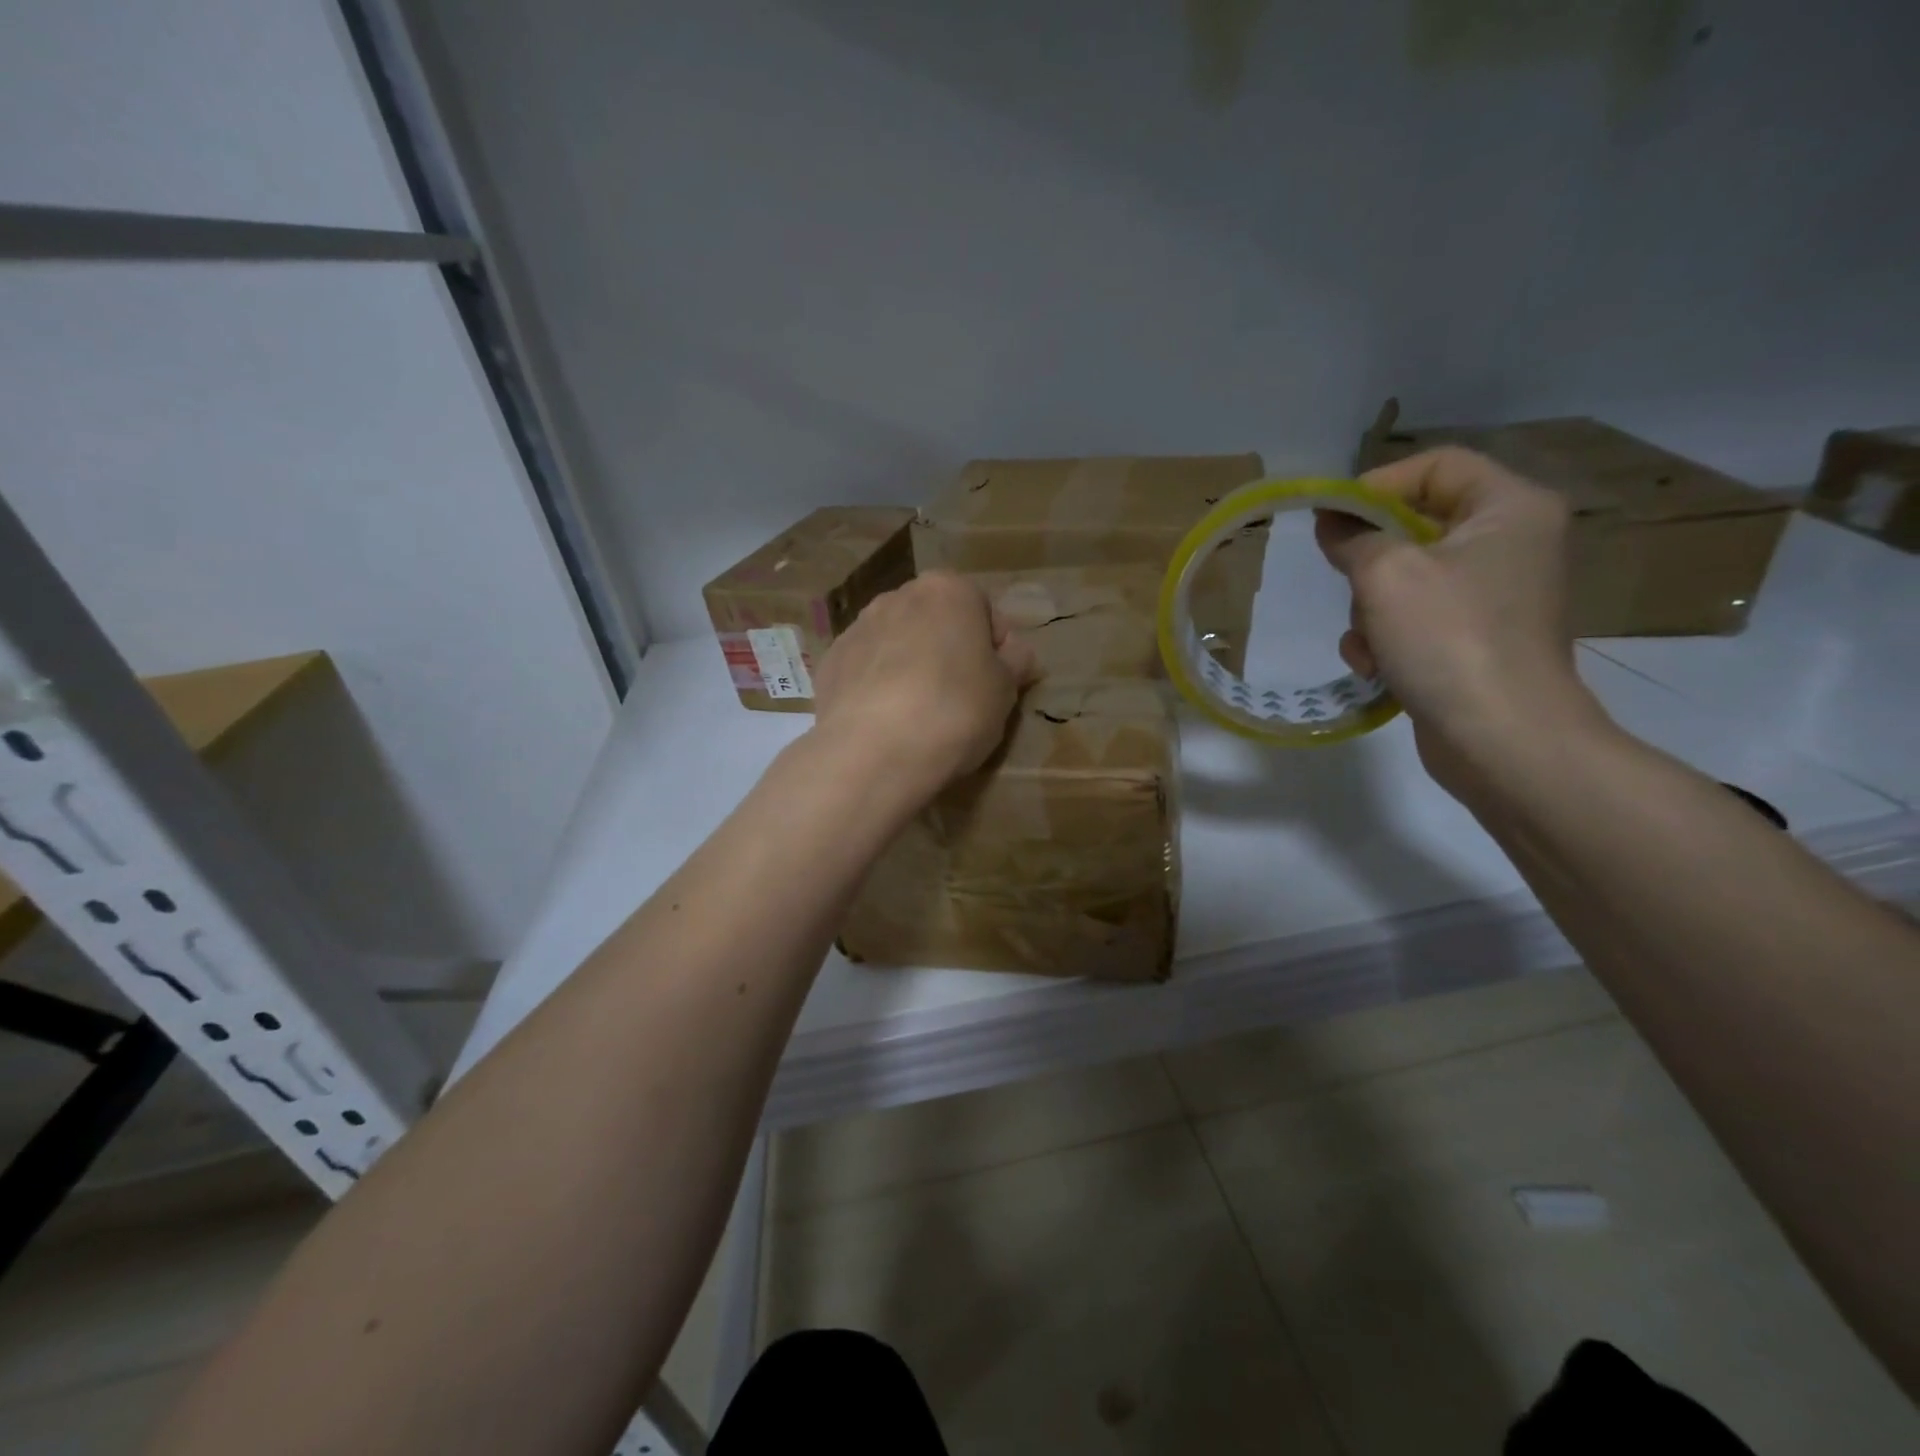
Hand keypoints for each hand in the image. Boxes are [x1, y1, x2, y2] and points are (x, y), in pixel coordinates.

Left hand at [810, 571, 1038, 795]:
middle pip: (936, 622)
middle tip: (961, 698)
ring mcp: (857, 628)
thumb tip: (1015, 653)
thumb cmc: (955, 711)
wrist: (873, 752)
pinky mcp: (829, 663)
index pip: (985, 611)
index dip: (997, 649)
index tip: (999, 684)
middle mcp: (898, 597)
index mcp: (947, 590)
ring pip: (897, 644)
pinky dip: (878, 687)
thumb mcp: (1005, 690)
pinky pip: (866, 670)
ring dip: (911, 667)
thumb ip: (1015, 662)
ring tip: (920, 713)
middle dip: (949, 652)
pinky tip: (887, 722)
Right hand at [1315, 447, 1605, 791]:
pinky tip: (1376, 667)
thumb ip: (1352, 537)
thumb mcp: (1385, 575)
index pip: (1438, 466)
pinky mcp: (1477, 641)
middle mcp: (1512, 544)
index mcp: (1510, 509)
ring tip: (1367, 642)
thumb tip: (1332, 519)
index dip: (1378, 484)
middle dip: (1370, 561)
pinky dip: (1389, 639)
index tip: (1331, 516)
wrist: (1500, 737)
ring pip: (1408, 579)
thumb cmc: (1448, 638)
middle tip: (1346, 582)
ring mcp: (1496, 597)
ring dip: (1371, 610)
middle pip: (1418, 526)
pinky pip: (1418, 620)